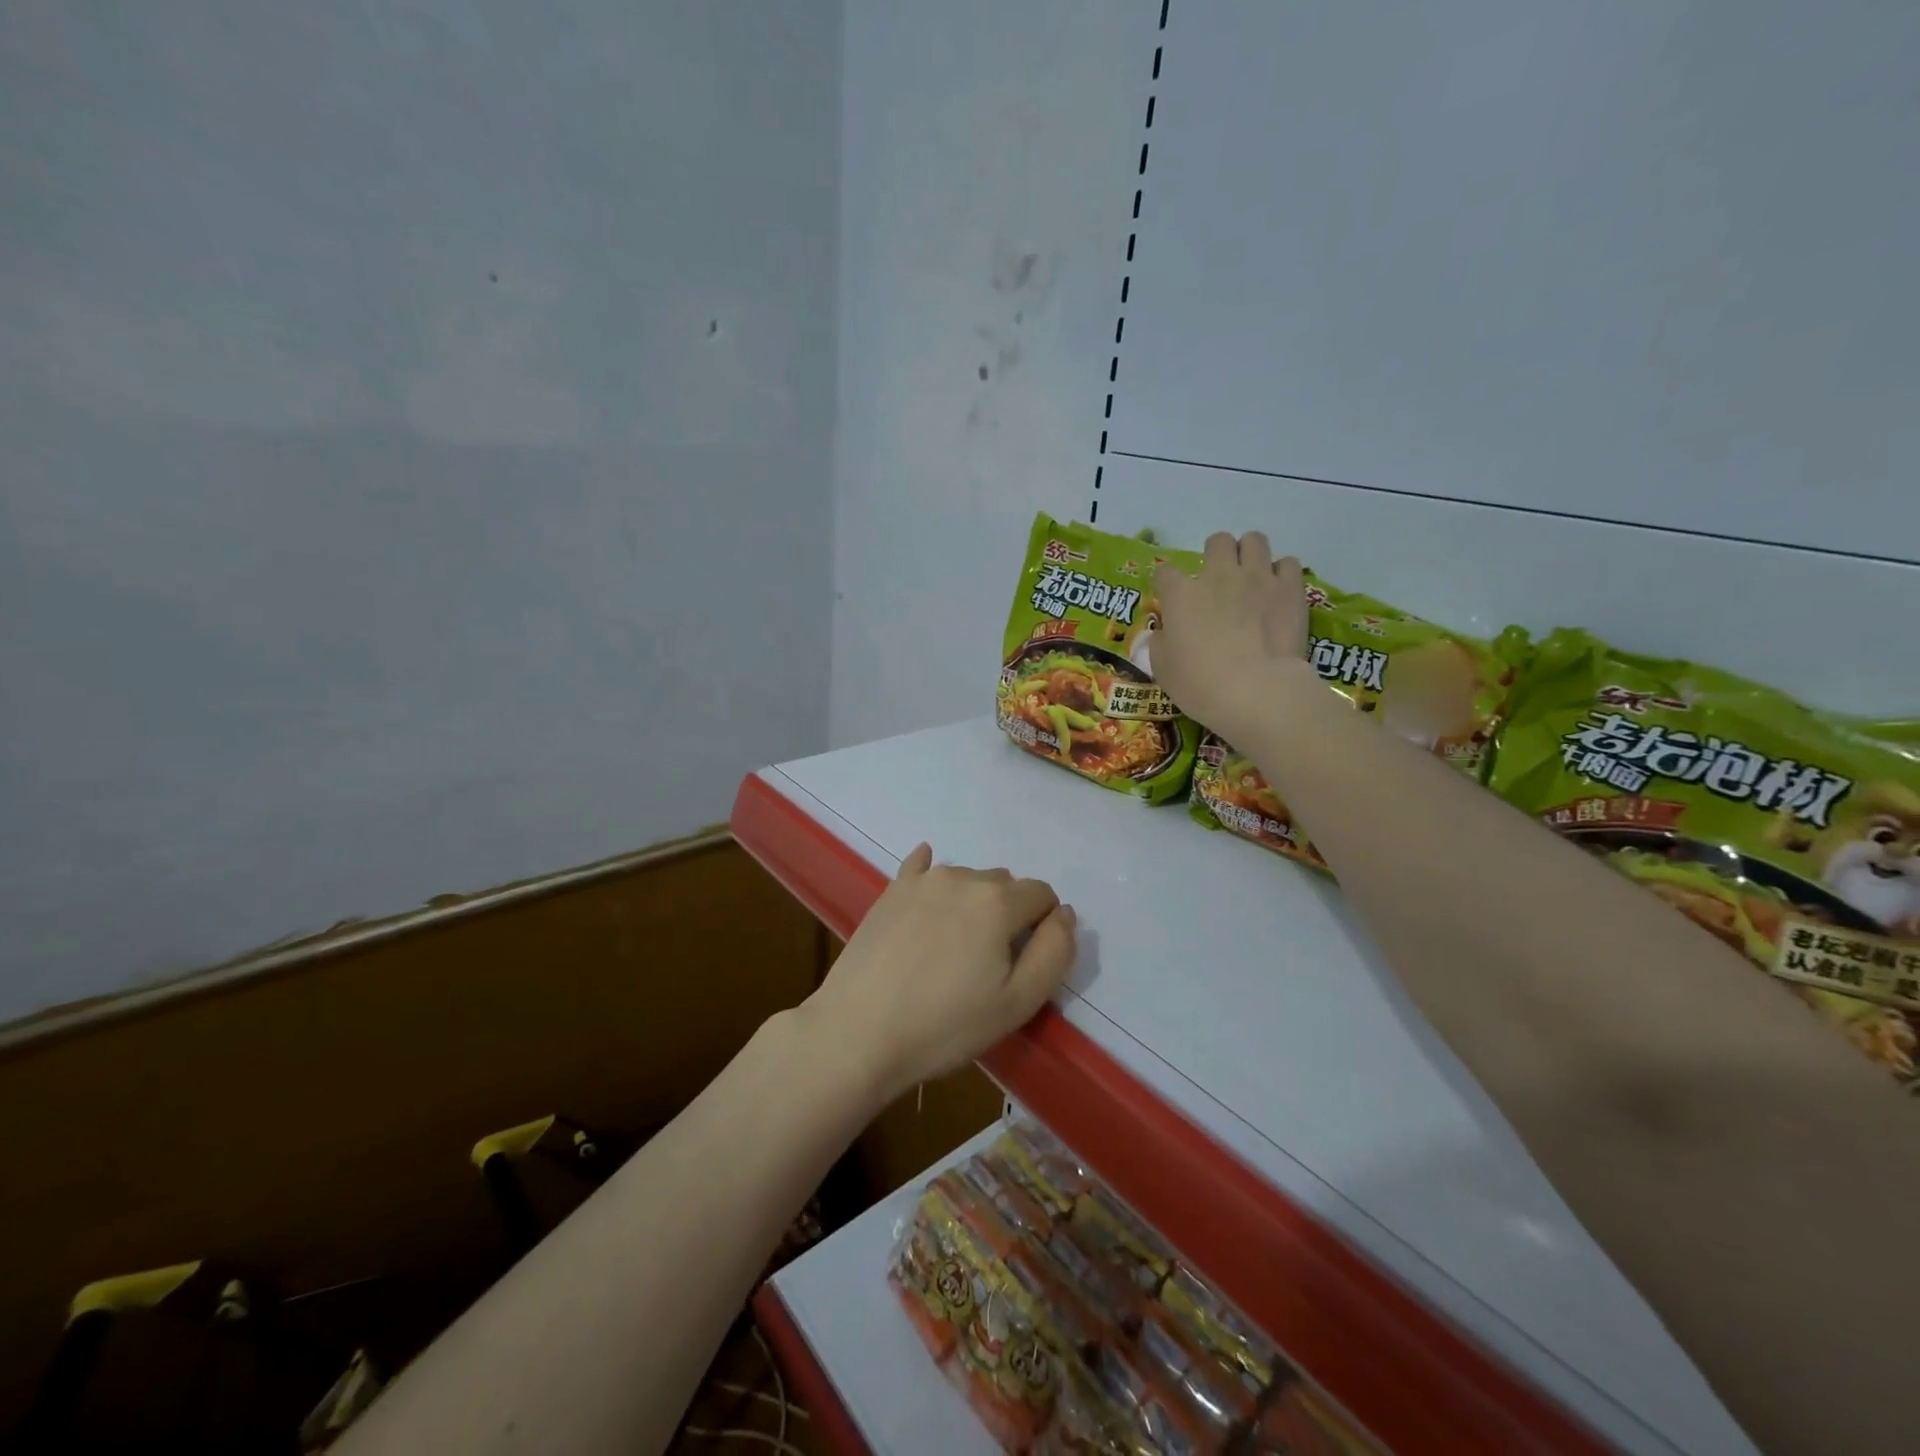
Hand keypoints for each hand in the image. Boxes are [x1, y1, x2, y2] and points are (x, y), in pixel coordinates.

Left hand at [801, 845, 1076, 1104]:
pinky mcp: (890, 891)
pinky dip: (932, 876)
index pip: (1042, 895)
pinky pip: (921, 868)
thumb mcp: (1018, 1002)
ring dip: (973, 904)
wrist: (858, 1032)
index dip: (1043, 927)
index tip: (1024, 964)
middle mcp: (961, 877)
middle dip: (1009, 915)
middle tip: (988, 964)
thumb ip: (1055, 952)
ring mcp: (921, 881)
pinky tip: (927, 887)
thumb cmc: (945, 1025)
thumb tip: (1064, 914)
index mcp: (998, 901)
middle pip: (1004, 886)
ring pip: (967, 880)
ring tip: (953, 950)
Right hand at [1152, 531, 1313, 742]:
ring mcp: (1258, 577)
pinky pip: (1287, 563)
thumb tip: (1165, 632)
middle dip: (1217, 557)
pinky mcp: (1290, 588)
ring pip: (1254, 540)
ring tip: (1251, 579)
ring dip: (1250, 556)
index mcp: (1181, 594)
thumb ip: (1160, 642)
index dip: (1167, 586)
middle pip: (1217, 541)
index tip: (1172, 603)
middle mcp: (1218, 575)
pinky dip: (1281, 574)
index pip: (1165, 573)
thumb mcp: (1163, 669)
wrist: (1257, 691)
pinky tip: (1278, 592)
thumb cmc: (1200, 684)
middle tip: (1219, 583)